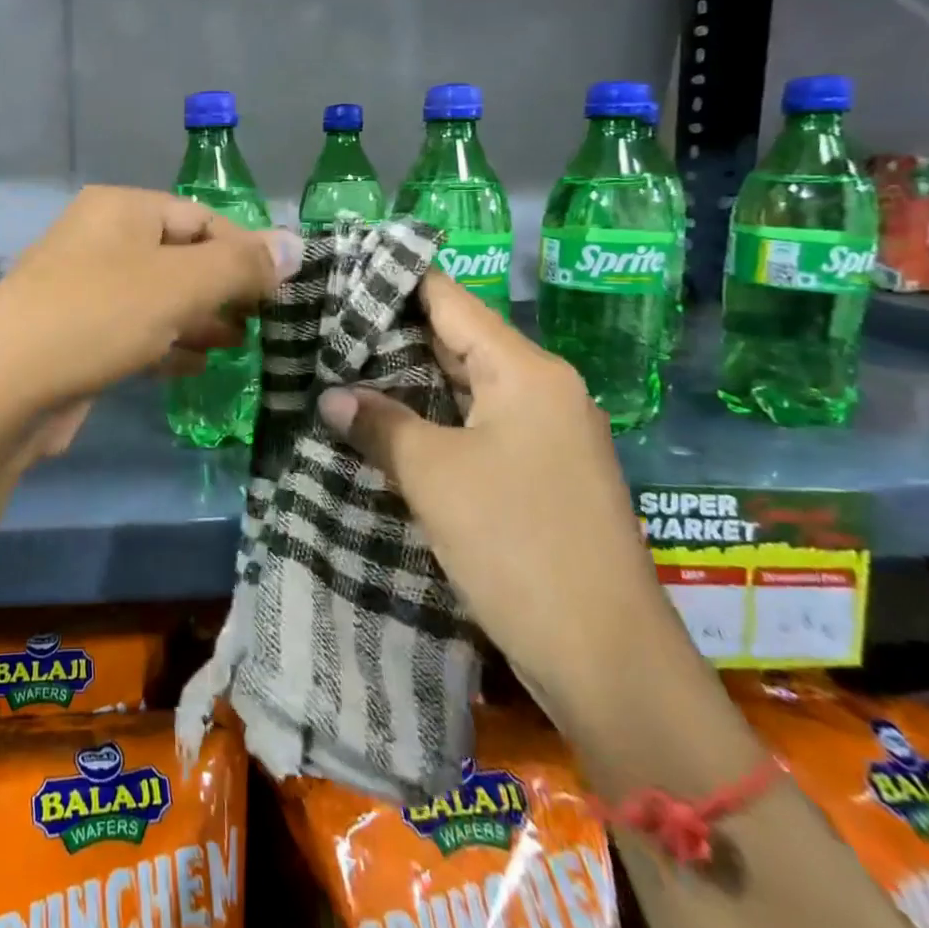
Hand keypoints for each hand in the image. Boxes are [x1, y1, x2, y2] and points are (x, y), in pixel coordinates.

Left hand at [0, 187, 299, 455]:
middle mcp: (100, 241)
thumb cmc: (97, 318)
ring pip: (158, 298)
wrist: (2, 390)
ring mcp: (84, 290)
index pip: (201, 218)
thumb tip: (295, 244)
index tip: (281, 292)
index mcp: (120, 210)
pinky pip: (134, 332)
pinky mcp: (77, 336)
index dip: (246, 251)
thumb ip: (239, 264)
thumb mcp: (178, 284)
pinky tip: (194, 367)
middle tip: (262, 323)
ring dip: (200, 319)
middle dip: (224, 289)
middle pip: (180, 258)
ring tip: (238, 345)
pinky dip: (167, 345)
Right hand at [316, 272, 675, 721]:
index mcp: (526, 372)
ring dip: (406, 381)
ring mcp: (543, 435)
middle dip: (390, 333)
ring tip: (338, 364)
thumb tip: (332, 396)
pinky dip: (428, 420)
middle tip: (323, 321)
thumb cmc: (517, 545)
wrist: (605, 658)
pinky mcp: (537, 474)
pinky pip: (473, 426)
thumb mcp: (434, 476)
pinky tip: (381, 422)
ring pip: (463, 387)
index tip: (341, 269)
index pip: (451, 301)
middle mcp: (541, 390)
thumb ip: (379, 424)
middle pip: (457, 341)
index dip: (396, 281)